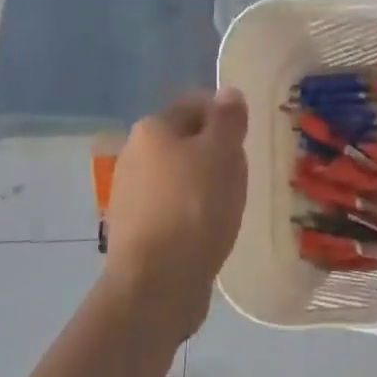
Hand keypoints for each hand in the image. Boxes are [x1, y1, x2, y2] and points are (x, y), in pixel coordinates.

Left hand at [103, 89, 248, 340]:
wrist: (156, 284)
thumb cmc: (195, 208)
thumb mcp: (223, 153)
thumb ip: (228, 119)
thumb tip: (228, 92)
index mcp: (153, 129)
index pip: (196, 105)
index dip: (225, 119)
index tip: (246, 142)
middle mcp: (133, 154)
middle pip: (186, 140)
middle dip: (215, 153)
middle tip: (241, 176)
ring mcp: (130, 193)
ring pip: (179, 175)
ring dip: (204, 184)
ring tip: (227, 207)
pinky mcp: (134, 229)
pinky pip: (172, 207)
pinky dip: (191, 213)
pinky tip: (207, 231)